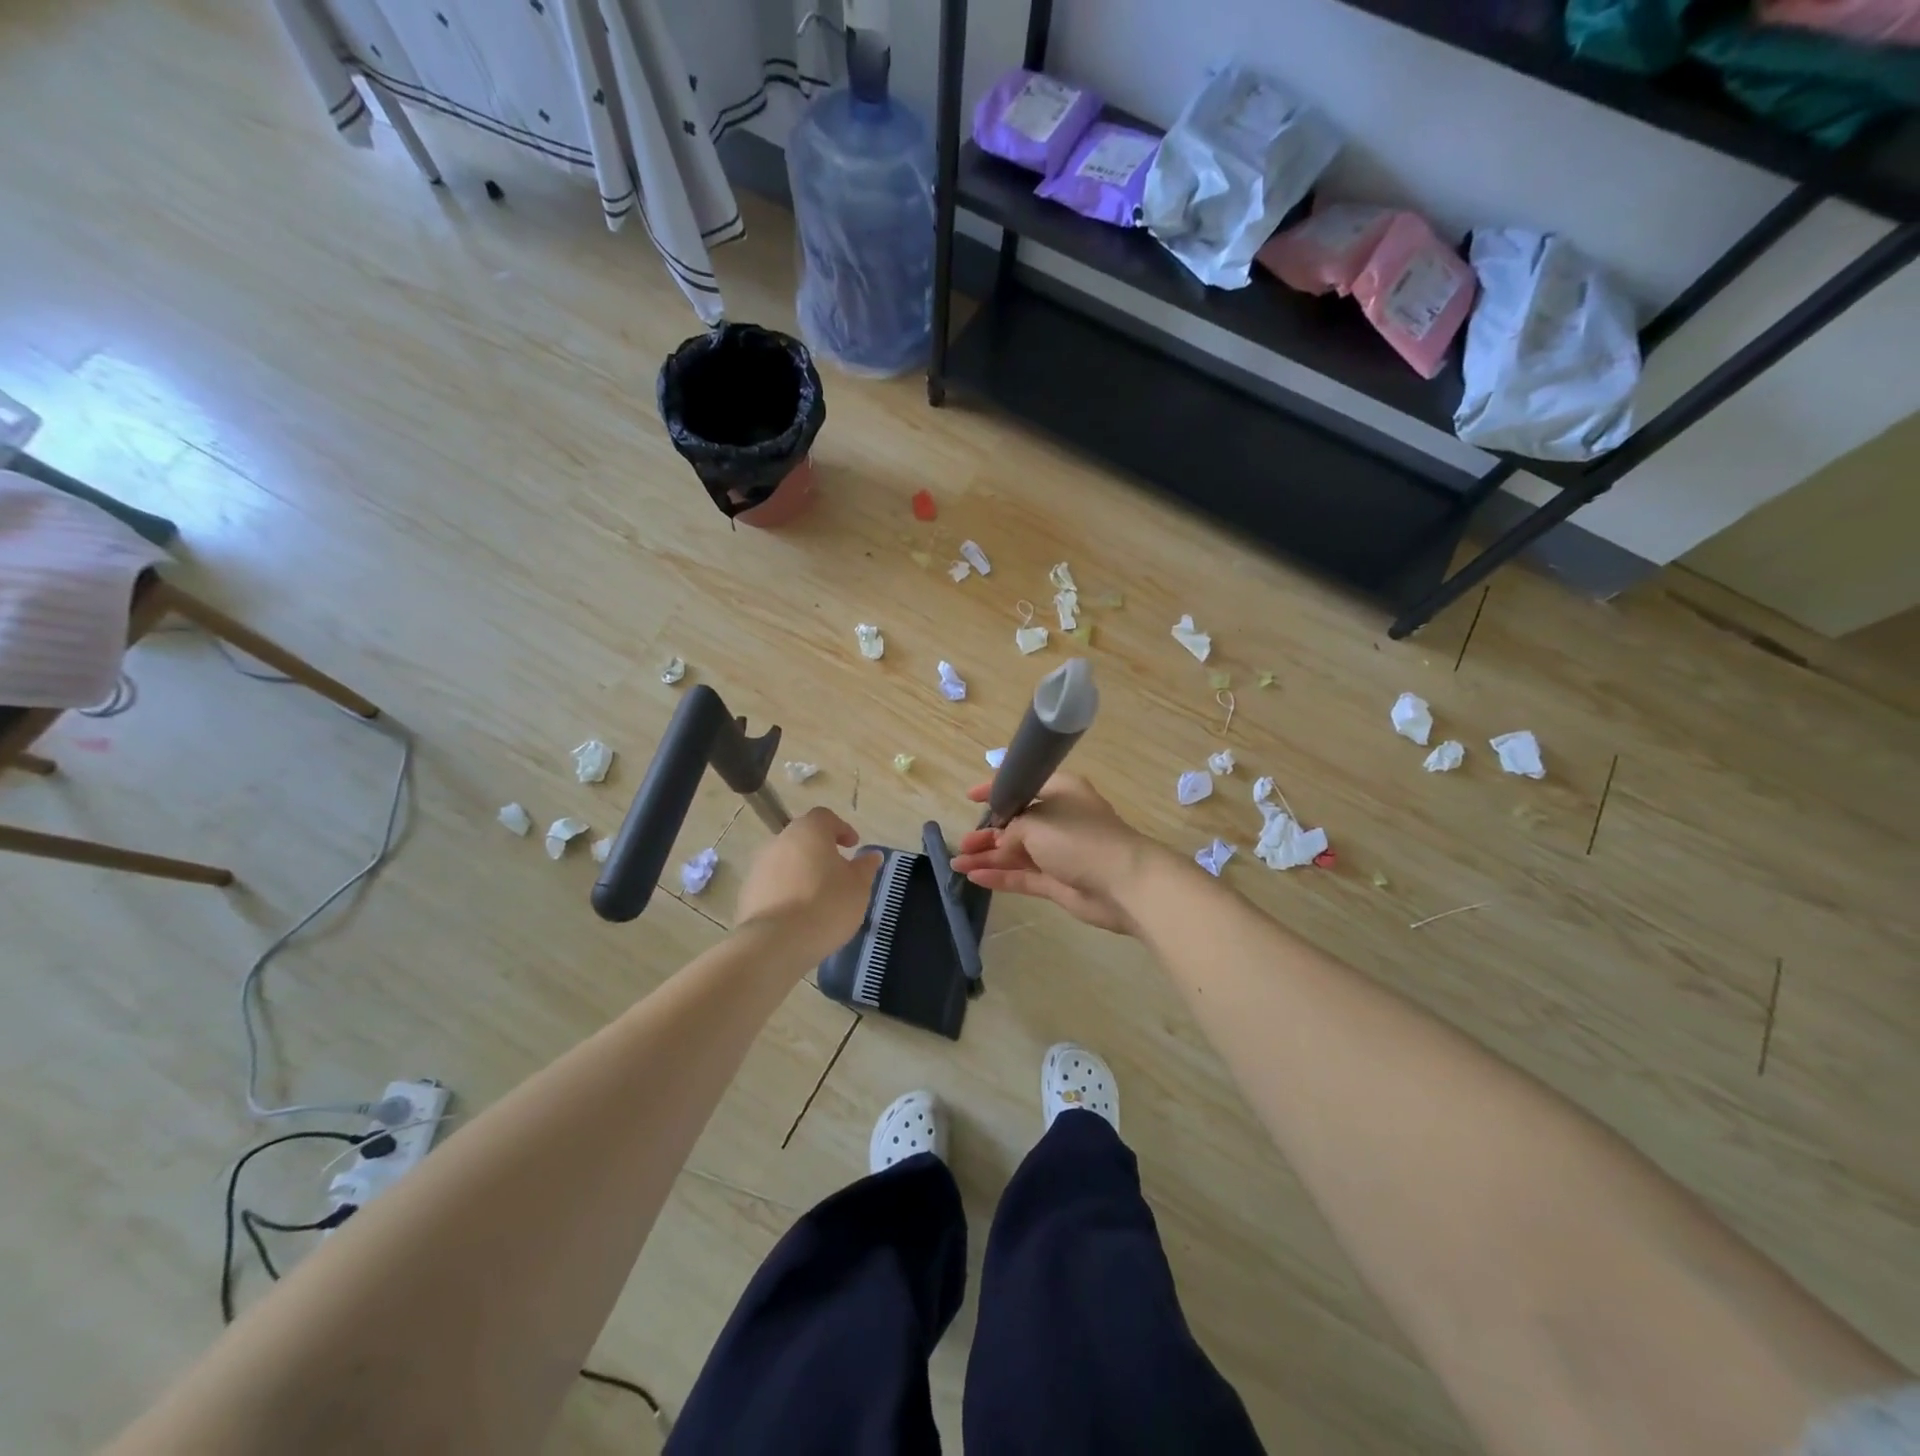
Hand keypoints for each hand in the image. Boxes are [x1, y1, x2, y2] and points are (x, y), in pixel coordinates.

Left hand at [736, 808, 881, 964]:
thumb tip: (871, 856)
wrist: (777, 943)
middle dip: (820, 852)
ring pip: (786, 862)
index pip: (825, 817)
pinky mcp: (747, 892)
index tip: (853, 846)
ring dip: (802, 872)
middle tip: (838, 872)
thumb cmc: (827, 905)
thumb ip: (865, 867)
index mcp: (809, 831)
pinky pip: (772, 884)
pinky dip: (786, 891)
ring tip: (818, 897)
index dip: (841, 829)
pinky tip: (798, 914)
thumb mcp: (858, 887)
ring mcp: (759, 866)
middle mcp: (780, 841)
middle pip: (803, 838)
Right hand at [949, 773, 1163, 934]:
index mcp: (1061, 792)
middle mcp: (1059, 819)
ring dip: (988, 857)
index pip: (1024, 785)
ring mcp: (1060, 852)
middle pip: (1017, 823)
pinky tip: (974, 877)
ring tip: (958, 863)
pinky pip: (1023, 875)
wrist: (1125, 883)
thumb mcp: (1036, 824)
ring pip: (1016, 852)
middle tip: (963, 842)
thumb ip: (1011, 831)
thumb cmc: (1080, 839)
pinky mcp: (1058, 881)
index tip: (971, 797)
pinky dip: (1000, 876)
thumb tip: (1001, 844)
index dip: (996, 790)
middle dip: (988, 832)